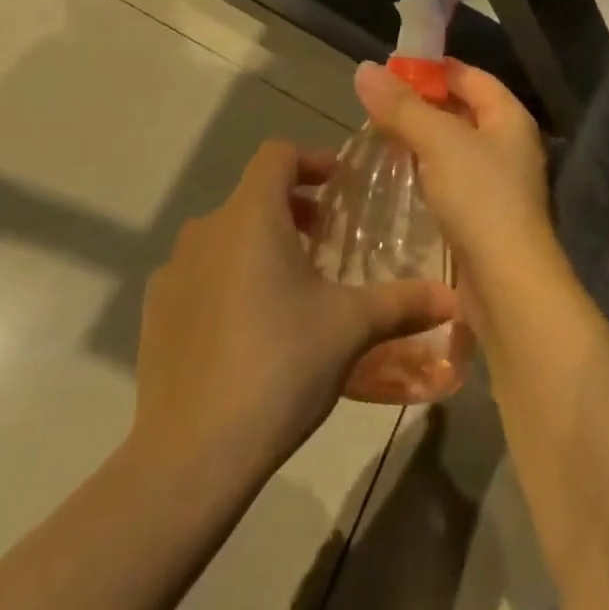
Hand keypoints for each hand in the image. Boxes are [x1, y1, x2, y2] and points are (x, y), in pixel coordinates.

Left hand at [132, 140, 458, 481]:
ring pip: (226, 234)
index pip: (278, 154)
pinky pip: (200, 273)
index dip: (312, 159)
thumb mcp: (351, 328)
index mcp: (251, 215)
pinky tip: (251, 326)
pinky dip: (229, 276)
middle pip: (253, 194)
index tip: (341, 186)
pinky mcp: (155, 311)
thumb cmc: (279, 366)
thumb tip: (453, 298)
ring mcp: (173, 271)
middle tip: (327, 239)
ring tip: (294, 284)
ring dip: (261, 242)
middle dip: (294, 205)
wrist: (190, 455)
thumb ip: (403, 302)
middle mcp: (206, 229)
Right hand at [353, 59, 557, 305]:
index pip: (471, 76)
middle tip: (378, 104)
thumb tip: (365, 69)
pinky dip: (427, 171)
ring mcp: (499, 183)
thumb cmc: (480, 199)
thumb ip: (401, 106)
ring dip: (422, 139)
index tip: (392, 70)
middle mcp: (509, 145)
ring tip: (381, 136)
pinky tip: (401, 176)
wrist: (508, 285)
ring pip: (455, 147)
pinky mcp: (484, 216)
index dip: (434, 68)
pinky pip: (452, 179)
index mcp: (509, 118)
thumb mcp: (438, 142)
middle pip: (463, 110)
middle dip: (423, 104)